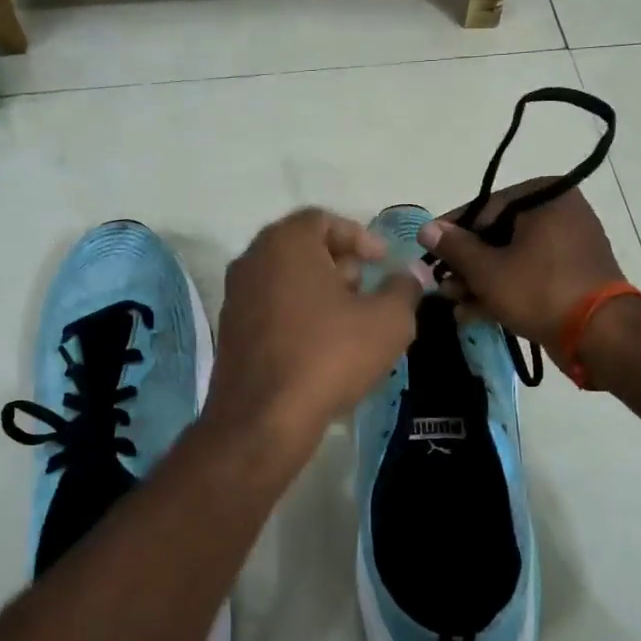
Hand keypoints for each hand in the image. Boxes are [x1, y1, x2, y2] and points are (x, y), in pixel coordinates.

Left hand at [204, 209, 426, 453]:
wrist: (263, 420)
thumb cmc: (329, 355)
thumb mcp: (388, 321)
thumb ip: (404, 289)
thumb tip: (410, 276)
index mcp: (285, 243)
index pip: (323, 220)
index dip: (360, 236)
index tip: (383, 261)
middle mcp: (252, 260)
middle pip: (302, 248)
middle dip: (341, 264)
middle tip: (369, 289)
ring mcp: (235, 297)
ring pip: (287, 280)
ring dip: (321, 292)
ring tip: (352, 321)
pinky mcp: (230, 332)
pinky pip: (272, 308)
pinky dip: (300, 315)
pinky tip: (324, 346)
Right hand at [416, 179, 626, 366]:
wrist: (601, 336)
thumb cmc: (540, 290)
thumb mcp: (487, 270)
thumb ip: (454, 247)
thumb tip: (426, 228)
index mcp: (544, 197)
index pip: (484, 208)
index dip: (452, 233)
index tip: (428, 253)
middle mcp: (560, 213)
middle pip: (497, 235)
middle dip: (466, 265)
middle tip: (442, 286)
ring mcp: (569, 246)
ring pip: (512, 258)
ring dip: (480, 282)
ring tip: (454, 303)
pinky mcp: (572, 276)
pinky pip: (530, 275)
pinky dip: (504, 290)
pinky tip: (474, 312)